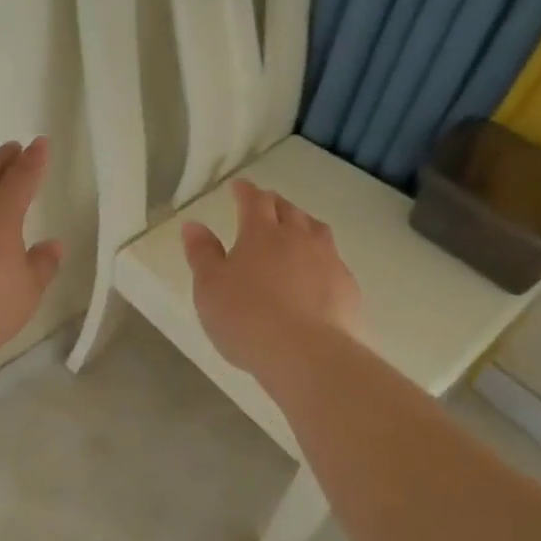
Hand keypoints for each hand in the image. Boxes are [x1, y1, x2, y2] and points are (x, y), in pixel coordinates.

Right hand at [181, 178, 360, 383]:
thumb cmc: (247, 317)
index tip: (238, 186)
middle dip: (274, 203)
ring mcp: (327, 260)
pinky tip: (316, 271)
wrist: (307, 354)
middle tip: (265, 204)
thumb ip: (202, 254)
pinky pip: (333, 259)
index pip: (254, 201)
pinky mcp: (347, 286)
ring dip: (303, 223)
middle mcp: (298, 238)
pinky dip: (321, 256)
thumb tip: (193, 225)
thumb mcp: (209, 287)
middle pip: (288, 210)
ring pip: (316, 229)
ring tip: (296, 228)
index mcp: (261, 233)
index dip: (245, 191)